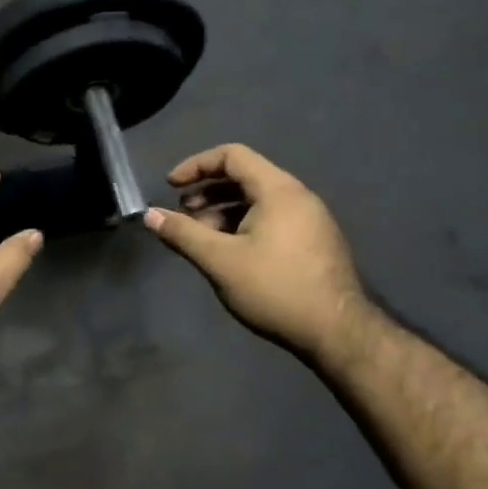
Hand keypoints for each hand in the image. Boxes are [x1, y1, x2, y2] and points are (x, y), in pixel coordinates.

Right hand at [143, 144, 377, 372]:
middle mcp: (297, 196)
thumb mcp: (220, 260)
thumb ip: (182, 233)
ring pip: (257, 201)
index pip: (232, 155)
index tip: (171, 186)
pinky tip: (230, 254)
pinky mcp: (314, 242)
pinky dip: (243, 225)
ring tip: (201, 239)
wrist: (337, 332)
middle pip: (244, 176)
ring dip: (223, 212)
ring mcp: (310, 220)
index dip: (196, 165)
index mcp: (278, 190)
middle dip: (207, 192)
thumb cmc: (275, 289)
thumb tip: (149, 215)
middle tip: (182, 216)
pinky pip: (272, 219)